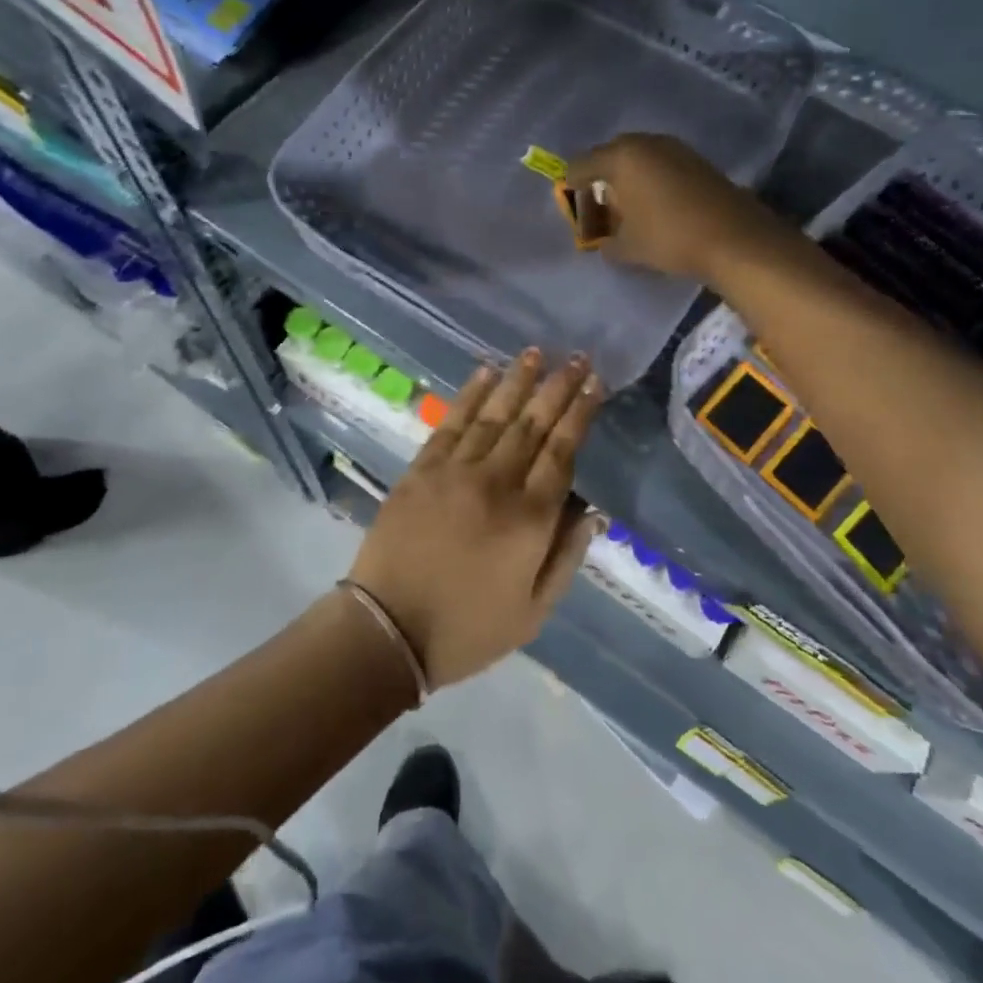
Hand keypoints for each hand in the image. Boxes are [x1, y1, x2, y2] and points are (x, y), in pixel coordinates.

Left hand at [348, 351, 602, 689]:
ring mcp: (455, 471)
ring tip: (535, 352)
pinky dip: (470, 395)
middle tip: (576, 358)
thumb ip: (566, 556)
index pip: (562, 452)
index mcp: (529, 519)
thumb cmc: (468, 628)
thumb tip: (592, 511)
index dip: (580, 414)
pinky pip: (451, 422)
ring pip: (494, 414)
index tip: (595, 384)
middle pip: (533, 424)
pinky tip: (486, 372)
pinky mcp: (421, 469)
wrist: (388, 630)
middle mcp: (496, 483)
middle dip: (558, 387)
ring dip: (518, 380)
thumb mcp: (534, 611)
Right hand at [566, 133, 782, 281]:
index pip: (581, 165)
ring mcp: (675, 148)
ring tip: (628, 208)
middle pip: (610, 156)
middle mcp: (646, 143)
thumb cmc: (670, 238)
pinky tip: (656, 205)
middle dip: (600, 180)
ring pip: (638, 158)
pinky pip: (661, 164)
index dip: (572, 188)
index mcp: (621, 157)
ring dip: (628, 179)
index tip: (574, 210)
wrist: (735, 238)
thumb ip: (605, 242)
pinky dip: (651, 180)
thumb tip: (602, 241)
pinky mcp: (697, 160)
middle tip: (599, 209)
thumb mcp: (626, 248)